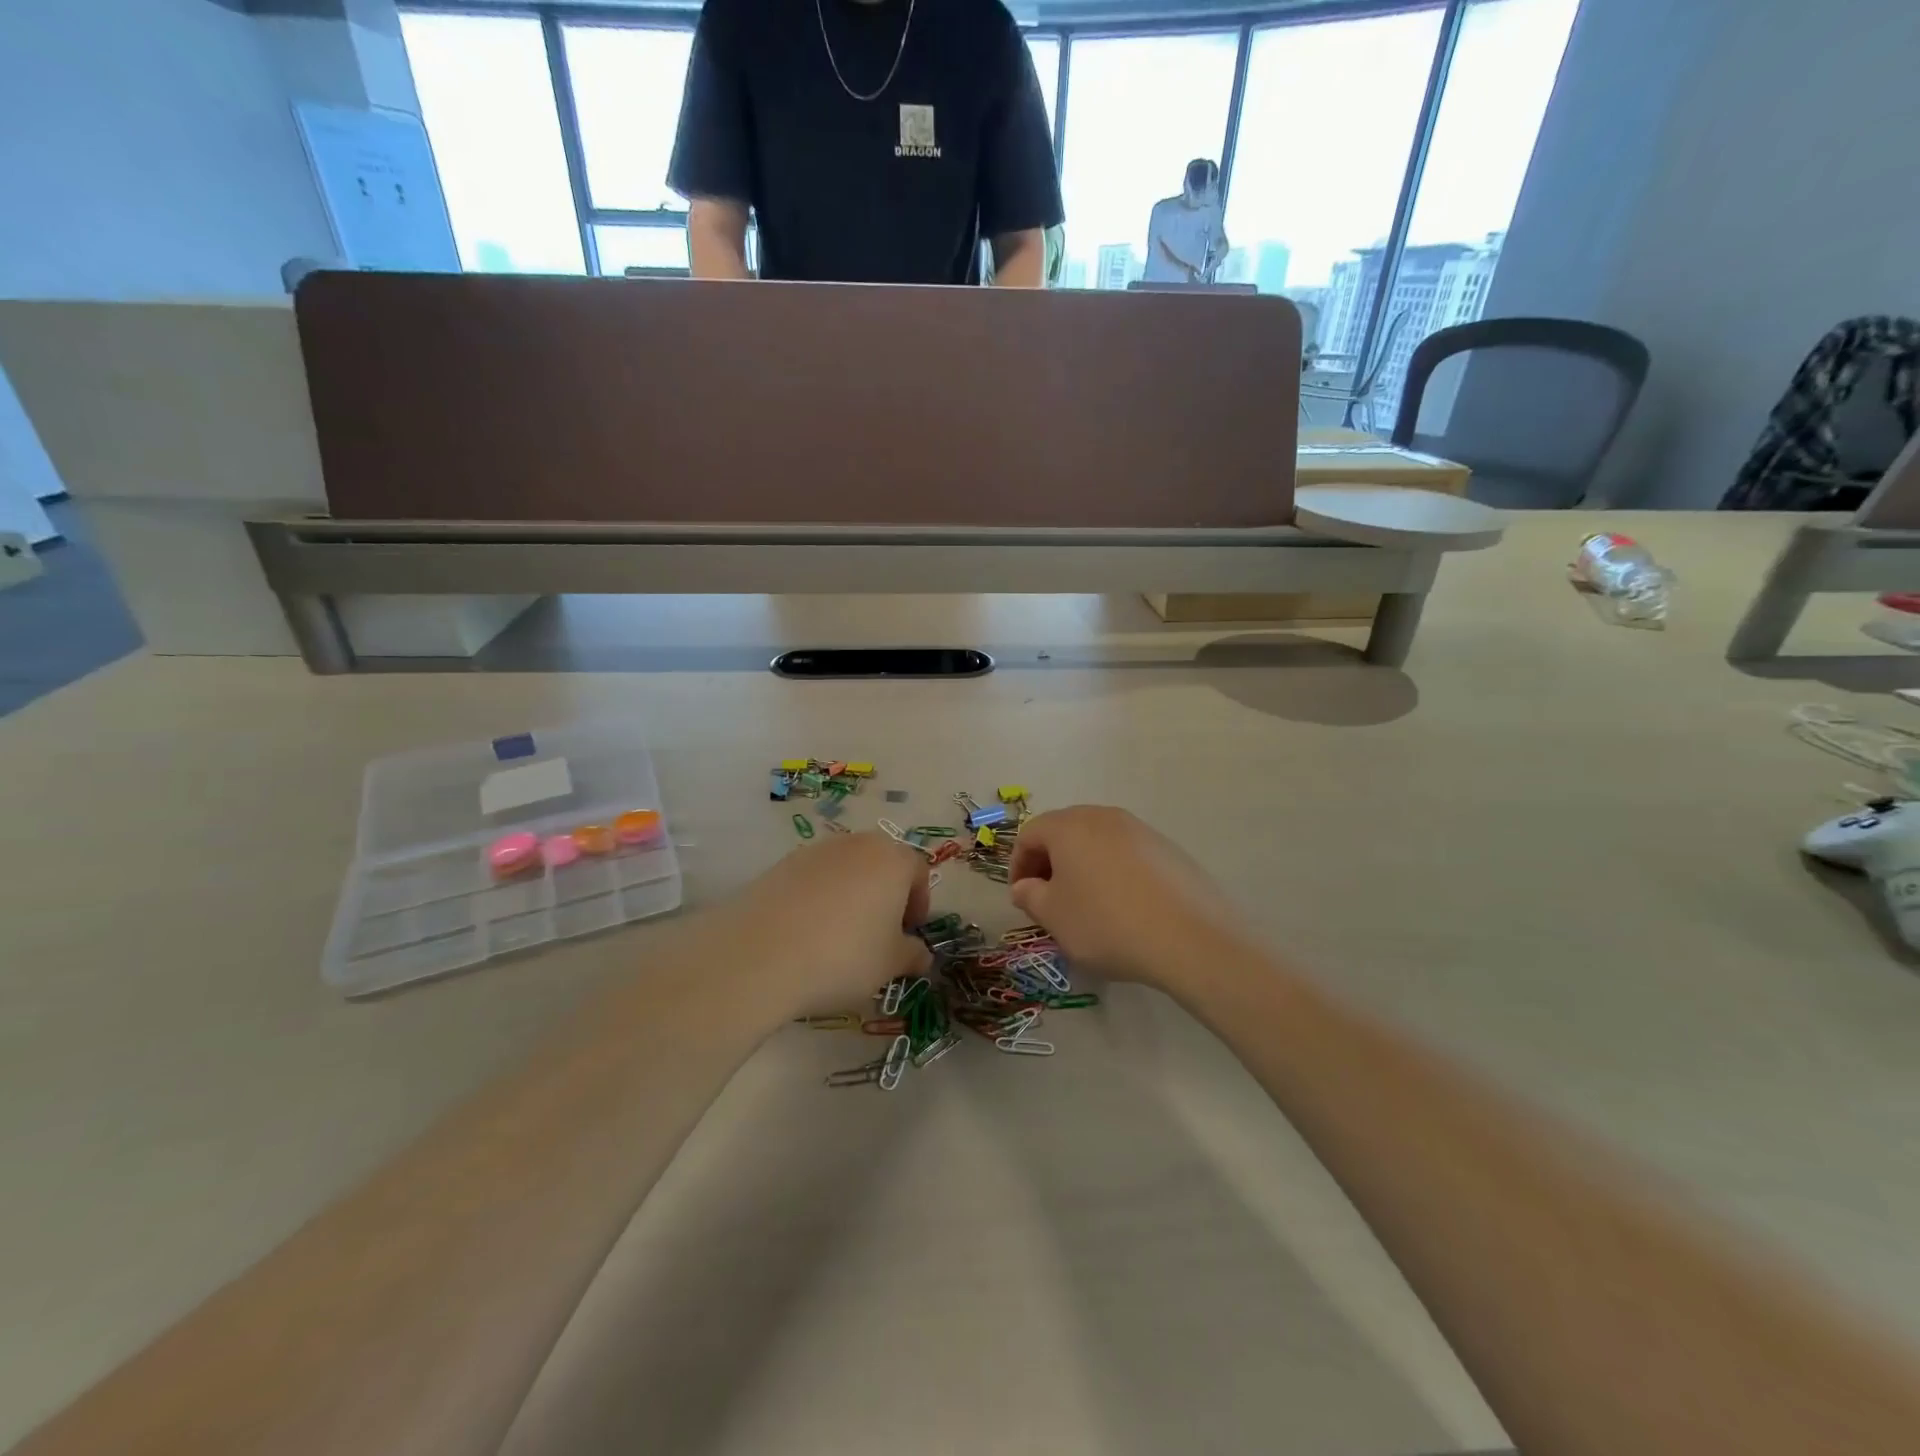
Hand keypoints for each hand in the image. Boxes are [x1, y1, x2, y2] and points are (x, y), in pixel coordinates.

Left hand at [725, 831, 930, 1015]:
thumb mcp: (889, 965)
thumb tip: (921, 956)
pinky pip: (813, 879)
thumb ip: (912, 955)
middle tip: (878, 933)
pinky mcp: (781, 865)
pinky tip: (806, 933)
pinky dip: (818, 899)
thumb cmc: (844, 955)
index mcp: (892, 860)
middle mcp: (857, 844)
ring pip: (846, 869)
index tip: (908, 933)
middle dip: (885, 895)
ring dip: (851, 895)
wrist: (761, 954)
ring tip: (839, 936)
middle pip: (881, 863)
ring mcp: (816, 851)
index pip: (917, 871)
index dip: (919, 903)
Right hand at [1008, 806, 1242, 987]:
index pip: (1030, 834)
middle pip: (1064, 832)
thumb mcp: (1055, 917)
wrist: (1190, 938)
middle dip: (1050, 862)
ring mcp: (1140, 830)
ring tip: (1086, 904)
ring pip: (1097, 841)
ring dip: (1082, 866)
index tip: (1022, 897)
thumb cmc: (1107, 923)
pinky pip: (1127, 854)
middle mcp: (1104, 816)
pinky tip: (1123, 906)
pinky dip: (1114, 872)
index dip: (1018, 865)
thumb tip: (1026, 886)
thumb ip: (1031, 896)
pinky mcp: (1168, 849)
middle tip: (1048, 898)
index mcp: (1069, 826)